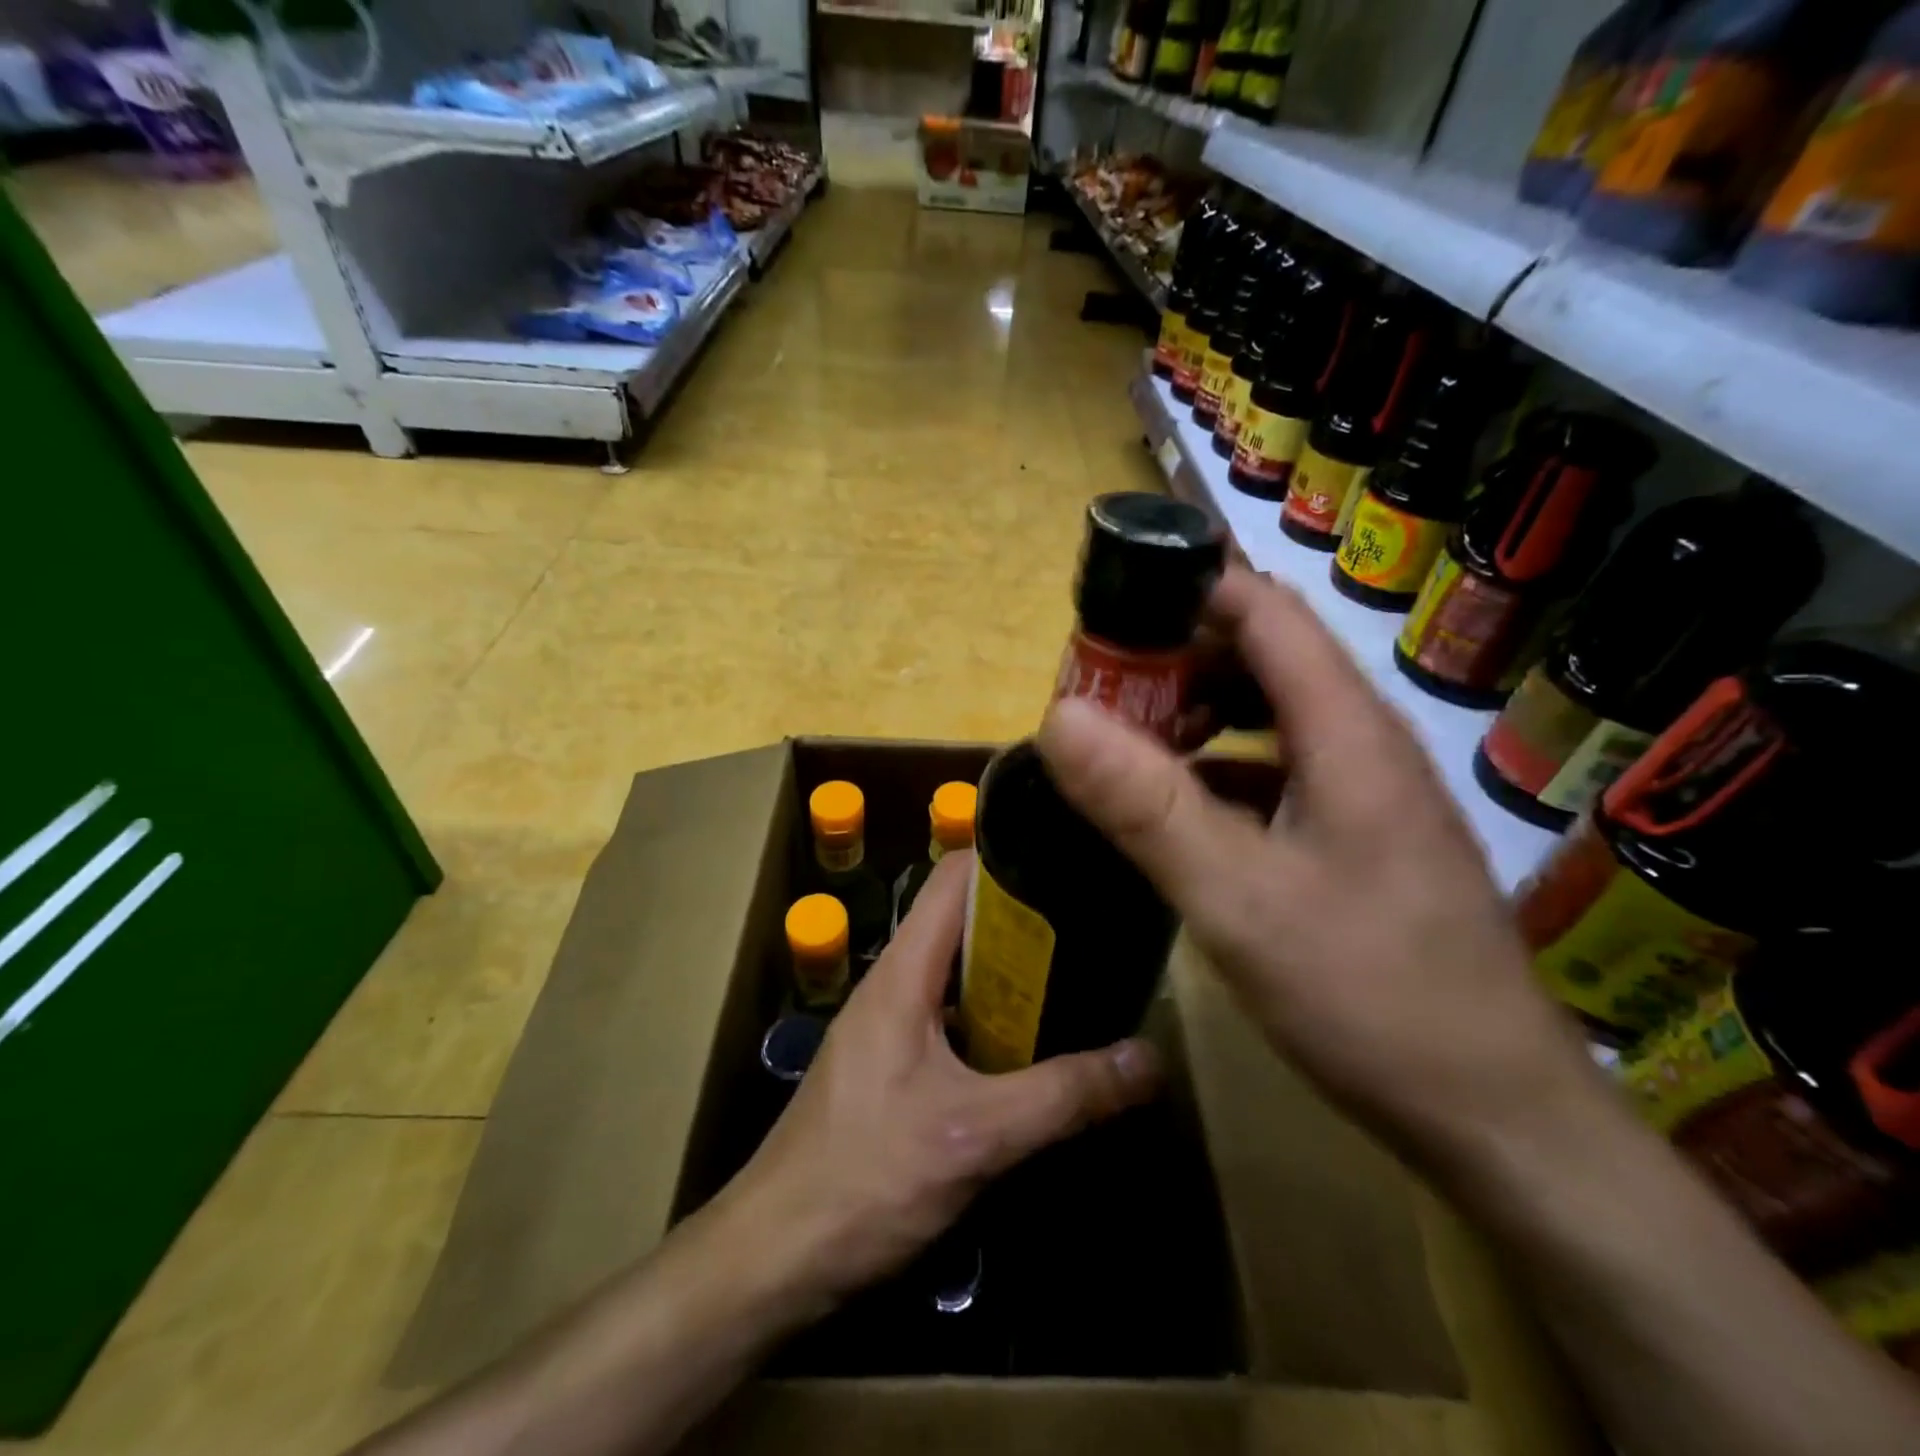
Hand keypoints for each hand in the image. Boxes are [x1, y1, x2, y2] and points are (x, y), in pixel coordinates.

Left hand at [720, 852, 1161, 1307]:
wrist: (773, 1256)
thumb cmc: (867, 1177)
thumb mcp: (976, 1135)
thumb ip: (1064, 1094)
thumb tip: (1149, 1058)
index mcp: (903, 972)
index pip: (955, 878)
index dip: (1009, 860)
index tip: (1070, 865)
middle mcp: (894, 985)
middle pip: (963, 923)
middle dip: (1026, 922)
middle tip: (1094, 929)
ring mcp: (889, 1027)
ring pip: (959, 976)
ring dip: (1012, 977)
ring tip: (1080, 979)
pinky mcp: (891, 1068)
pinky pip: (951, 1021)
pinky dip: (993, 1021)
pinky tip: (1035, 1050)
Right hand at [1036, 567, 1598, 1167]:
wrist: (1492, 1115)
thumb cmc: (1369, 995)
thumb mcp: (1236, 899)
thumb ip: (1146, 805)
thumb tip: (1059, 715)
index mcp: (1347, 732)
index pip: (1265, 613)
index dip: (1187, 593)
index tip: (1106, 612)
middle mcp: (1364, 743)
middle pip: (1266, 656)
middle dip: (1177, 658)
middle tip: (1100, 691)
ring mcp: (1366, 792)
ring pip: (1271, 714)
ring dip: (1197, 713)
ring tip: (1128, 744)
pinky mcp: (1359, 836)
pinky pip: (1278, 769)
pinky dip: (1220, 766)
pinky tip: (1179, 808)